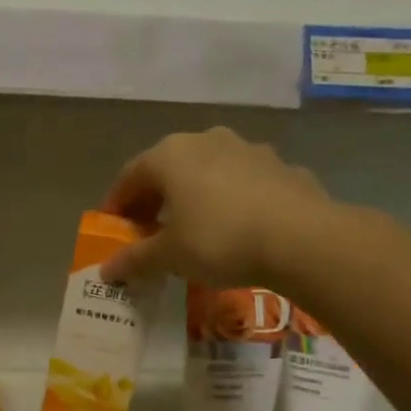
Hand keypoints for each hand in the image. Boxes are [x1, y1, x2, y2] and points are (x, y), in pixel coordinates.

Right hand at [99, 127, 338, 289]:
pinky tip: (236, 228)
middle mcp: (206, 140)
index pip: (129, 176)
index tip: (113, 228)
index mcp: (170, 155)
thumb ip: (134, 260)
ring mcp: (248, 149)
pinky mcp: (281, 166)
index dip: (117, 204)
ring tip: (193, 228)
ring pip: (208, 172)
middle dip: (155, 199)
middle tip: (148, 230)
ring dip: (193, 196)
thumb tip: (107, 269)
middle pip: (168, 169)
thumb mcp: (169, 256)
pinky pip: (243, 183)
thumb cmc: (219, 240)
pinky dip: (230, 200)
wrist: (303, 239)